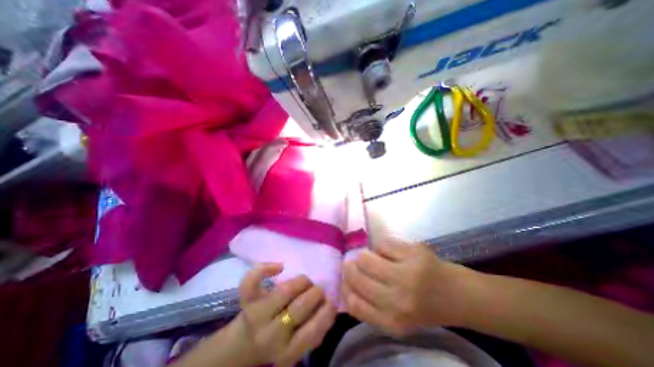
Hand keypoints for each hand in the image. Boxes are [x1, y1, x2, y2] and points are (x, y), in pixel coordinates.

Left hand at [234, 263, 336, 366]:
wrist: (244, 345)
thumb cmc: (280, 341)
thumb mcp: (299, 344)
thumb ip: (316, 329)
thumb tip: (331, 303)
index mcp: (288, 351)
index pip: (312, 331)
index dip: (326, 312)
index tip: (331, 301)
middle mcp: (271, 335)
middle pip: (300, 307)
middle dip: (315, 293)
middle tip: (318, 291)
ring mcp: (257, 315)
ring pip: (285, 290)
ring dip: (302, 281)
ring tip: (305, 283)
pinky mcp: (247, 300)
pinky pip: (253, 281)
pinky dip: (266, 269)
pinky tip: (280, 267)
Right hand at [342, 238, 478, 335]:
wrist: (458, 295)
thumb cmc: (423, 307)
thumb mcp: (395, 318)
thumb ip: (370, 307)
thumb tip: (345, 286)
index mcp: (392, 321)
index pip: (353, 302)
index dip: (345, 288)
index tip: (345, 280)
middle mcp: (397, 299)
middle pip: (357, 275)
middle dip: (351, 267)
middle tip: (354, 263)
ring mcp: (406, 274)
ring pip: (366, 257)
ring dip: (365, 255)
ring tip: (372, 257)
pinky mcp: (413, 253)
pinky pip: (382, 244)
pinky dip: (382, 247)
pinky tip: (390, 252)